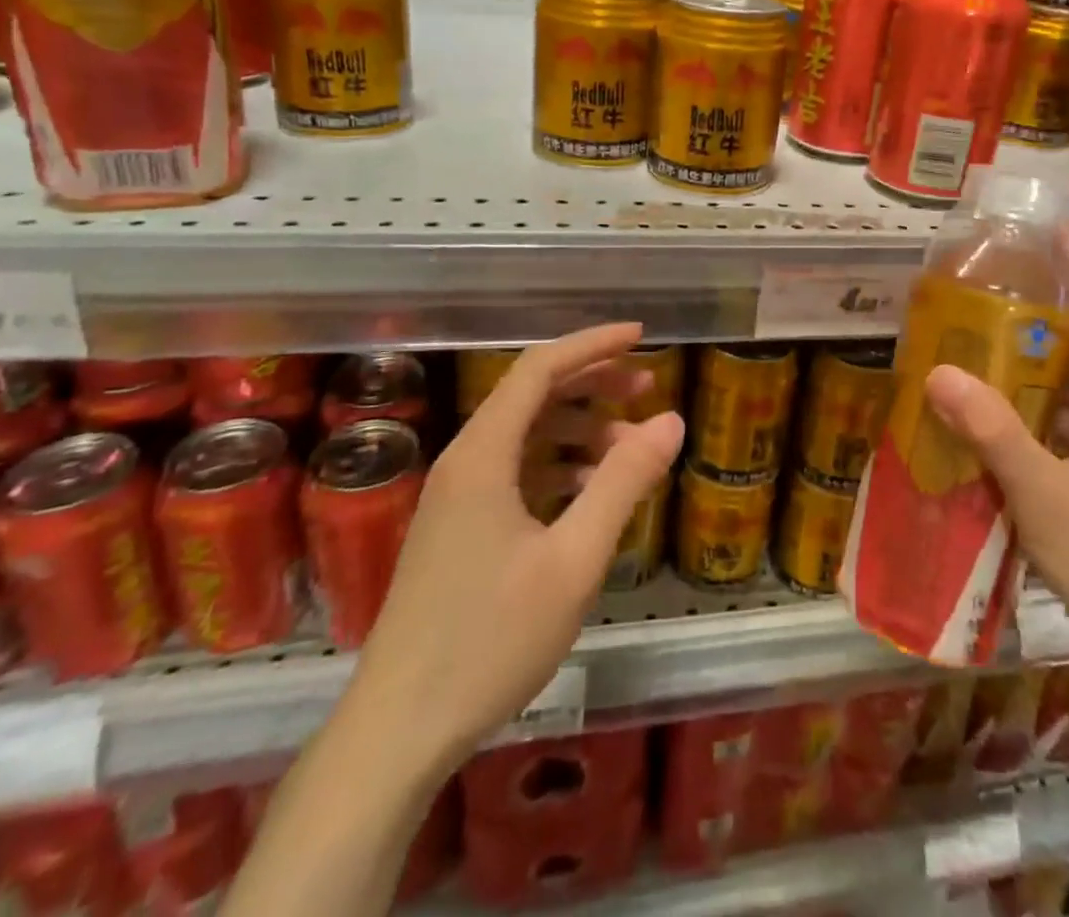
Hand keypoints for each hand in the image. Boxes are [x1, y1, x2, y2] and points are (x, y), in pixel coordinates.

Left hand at [350, 324, 683, 765]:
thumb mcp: (574, 559)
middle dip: (592, 383)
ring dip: (578, 431)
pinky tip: (592, 495)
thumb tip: (671, 420)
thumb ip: (624, 483)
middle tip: (647, 386)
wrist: (397, 732)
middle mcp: (465, 463)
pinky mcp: (458, 531)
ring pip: (525, 438)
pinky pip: (516, 475)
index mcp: (483, 454)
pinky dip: (558, 469)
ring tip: (630, 449)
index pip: (540, 368)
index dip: (593, 345)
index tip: (641, 336)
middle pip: (532, 396)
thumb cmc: (489, 640)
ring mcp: (456, 499)